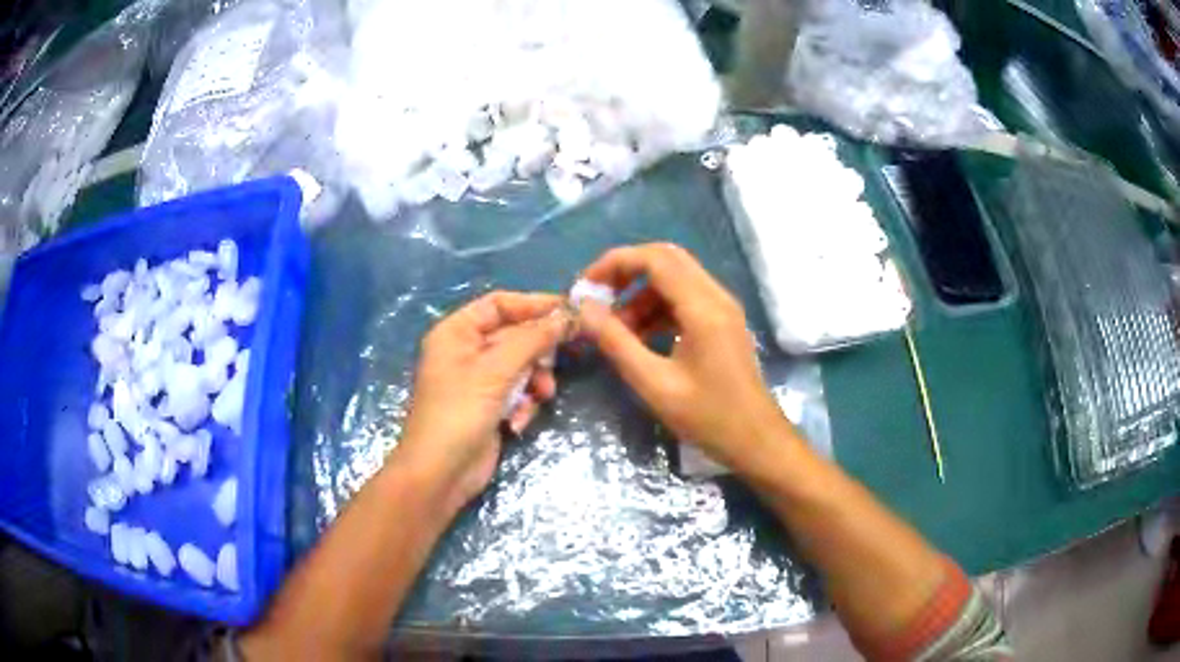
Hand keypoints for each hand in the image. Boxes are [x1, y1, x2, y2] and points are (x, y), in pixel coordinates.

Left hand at [398, 291, 569, 512]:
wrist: (440, 473)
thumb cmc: (459, 412)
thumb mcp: (496, 370)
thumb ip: (533, 339)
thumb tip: (567, 315)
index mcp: (457, 332)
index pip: (499, 304)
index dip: (533, 304)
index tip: (569, 311)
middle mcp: (466, 351)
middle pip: (514, 335)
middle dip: (536, 352)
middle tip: (554, 363)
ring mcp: (478, 381)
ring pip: (521, 365)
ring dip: (534, 380)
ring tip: (540, 396)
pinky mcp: (490, 406)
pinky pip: (517, 392)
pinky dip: (523, 403)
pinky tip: (518, 422)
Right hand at [577, 244, 787, 473]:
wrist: (756, 441)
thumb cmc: (708, 417)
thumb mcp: (654, 384)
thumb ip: (617, 343)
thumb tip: (585, 310)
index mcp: (703, 308)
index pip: (655, 259)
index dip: (615, 263)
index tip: (586, 286)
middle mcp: (716, 297)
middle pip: (667, 260)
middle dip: (627, 272)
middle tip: (597, 298)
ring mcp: (723, 308)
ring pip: (675, 279)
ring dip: (641, 294)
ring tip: (615, 329)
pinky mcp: (722, 323)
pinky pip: (685, 299)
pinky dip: (657, 309)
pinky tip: (639, 338)